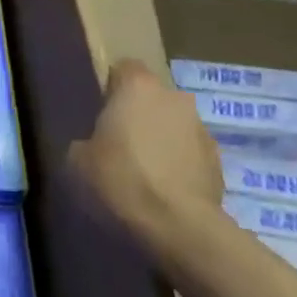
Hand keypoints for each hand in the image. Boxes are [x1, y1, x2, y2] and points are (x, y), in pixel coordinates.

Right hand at [70, 60, 223, 253]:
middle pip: (152, 98)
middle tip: (119, 145)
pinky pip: (190, 156)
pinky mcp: (219, 163)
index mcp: (138, 86)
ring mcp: (202, 129)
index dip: (111, 89)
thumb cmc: (120, 180)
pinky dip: (179, 167)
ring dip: (162, 141)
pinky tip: (164, 193)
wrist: (178, 227)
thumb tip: (91, 147)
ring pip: (174, 126)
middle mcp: (175, 97)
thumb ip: (84, 142)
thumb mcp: (77, 161)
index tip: (99, 114)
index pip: (124, 68)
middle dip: (139, 116)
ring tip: (144, 175)